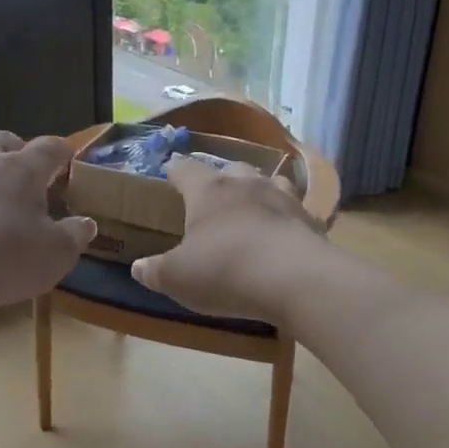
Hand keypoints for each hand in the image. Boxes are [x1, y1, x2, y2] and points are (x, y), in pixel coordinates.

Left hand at [0, 131, 95, 319]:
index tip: (69, 157)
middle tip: (26, 173)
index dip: (62, 151)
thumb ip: (75, 235)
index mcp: (21, 168)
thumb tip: (86, 223)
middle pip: (3, 141)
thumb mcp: (56, 254)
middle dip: (17, 151)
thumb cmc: (5, 258)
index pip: (49, 147)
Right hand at [130, 156, 325, 321]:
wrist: (295, 279)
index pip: (184, 168)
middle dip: (220, 181)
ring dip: (257, 192)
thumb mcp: (177, 278)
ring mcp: (282, 197)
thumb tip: (138, 267)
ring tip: (251, 209)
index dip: (175, 170)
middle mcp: (245, 184)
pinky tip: (283, 232)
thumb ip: (155, 270)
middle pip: (230, 169)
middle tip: (212, 199)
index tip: (169, 172)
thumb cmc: (224, 271)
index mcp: (207, 191)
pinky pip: (294, 210)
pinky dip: (285, 217)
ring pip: (267, 182)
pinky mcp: (310, 219)